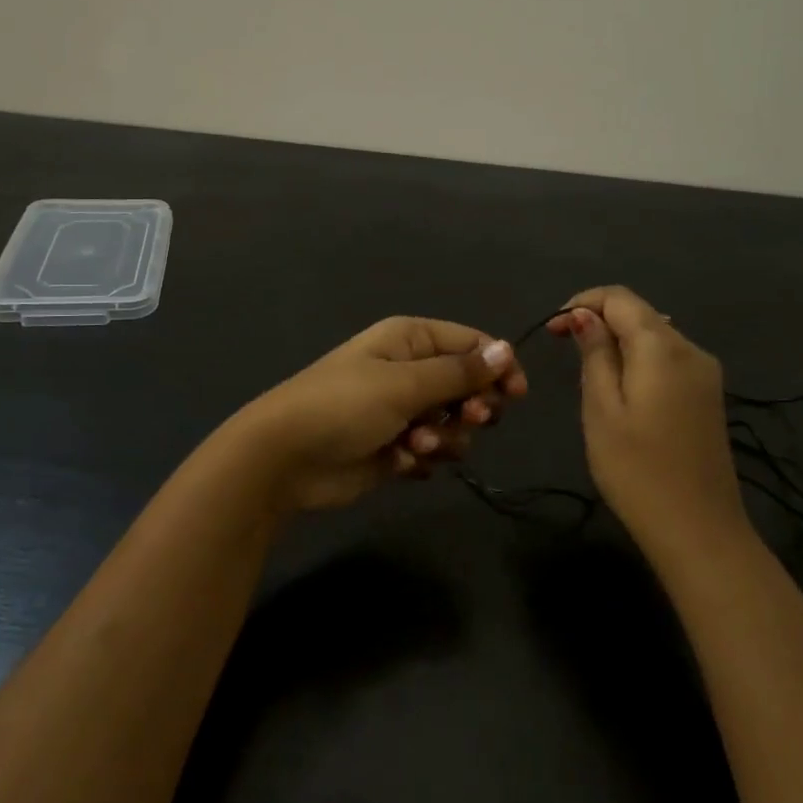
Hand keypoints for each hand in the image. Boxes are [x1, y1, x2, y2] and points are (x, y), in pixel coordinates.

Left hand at [227, 317, 527, 512]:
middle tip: (468, 420)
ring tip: (417, 444)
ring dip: (444, 438)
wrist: (285, 458)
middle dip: (471, 407)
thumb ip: (459, 371)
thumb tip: (506, 349)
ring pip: (452, 424)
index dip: (497, 365)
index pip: (470, 343)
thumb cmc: (344, 406)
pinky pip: (429, 451)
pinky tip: (400, 462)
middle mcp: (407, 370)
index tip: (516, 394)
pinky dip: (421, 458)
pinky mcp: (394, 448)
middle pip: (466, 386)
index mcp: (409, 340)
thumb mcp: (404, 383)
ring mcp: (400, 411)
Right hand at [547, 287, 748, 554]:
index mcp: (663, 348)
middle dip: (598, 318)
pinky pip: (668, 358)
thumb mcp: (601, 409)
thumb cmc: (637, 470)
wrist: (699, 530)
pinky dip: (638, 358)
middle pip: (640, 313)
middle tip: (562, 347)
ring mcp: (705, 374)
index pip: (620, 298)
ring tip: (587, 368)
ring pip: (655, 335)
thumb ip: (595, 354)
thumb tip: (584, 315)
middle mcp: (691, 350)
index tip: (551, 329)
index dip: (581, 302)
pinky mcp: (709, 396)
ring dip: (618, 339)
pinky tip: (620, 386)